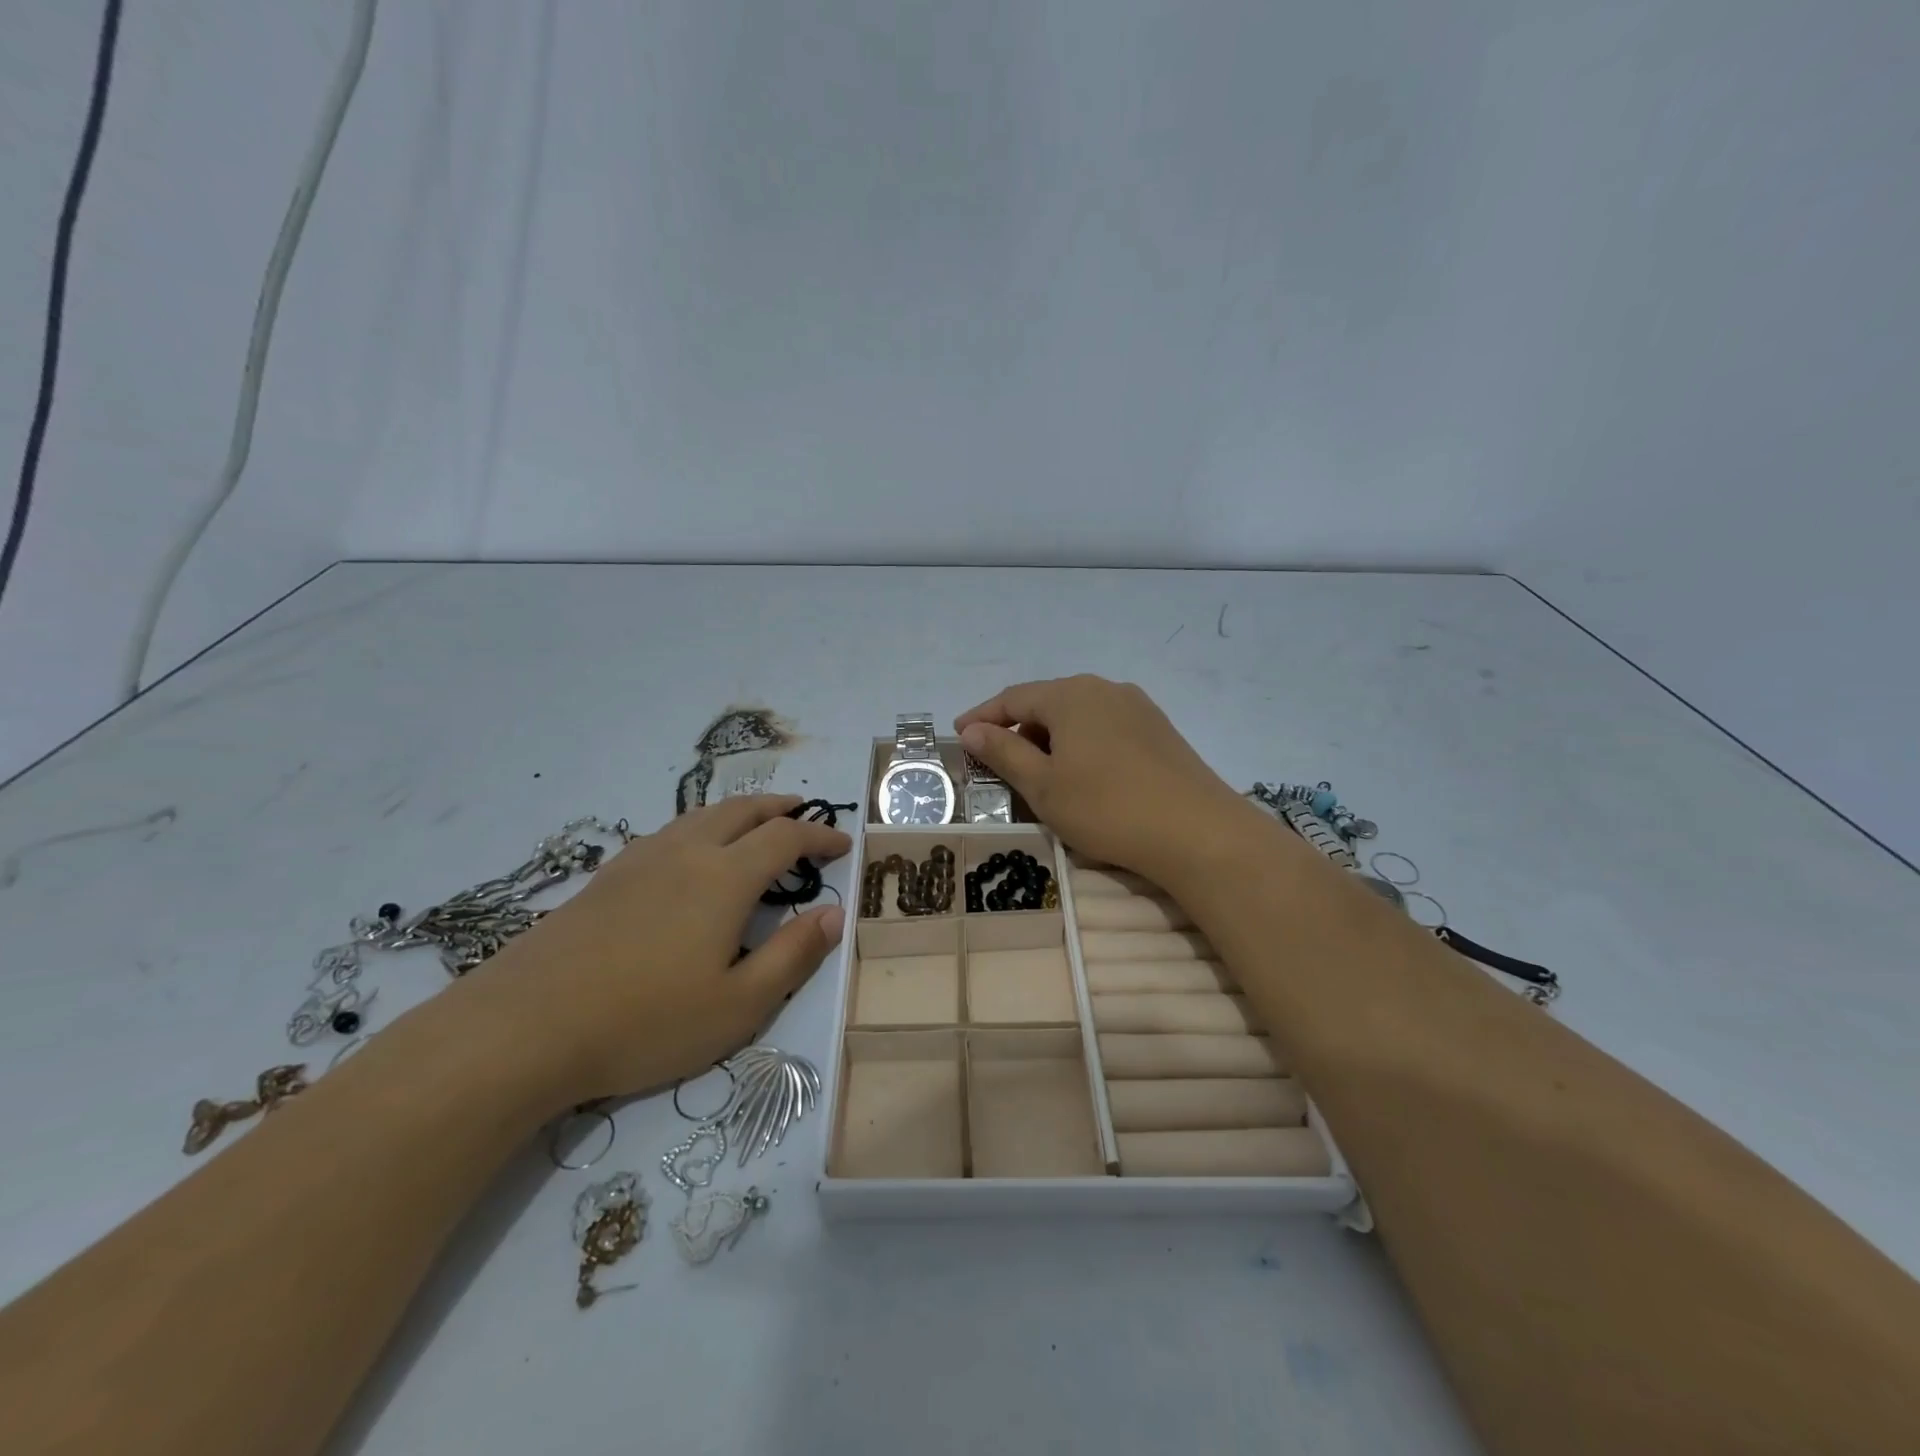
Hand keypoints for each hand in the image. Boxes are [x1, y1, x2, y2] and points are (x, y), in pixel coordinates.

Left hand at [471, 795, 849, 1102]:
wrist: (523, 1027)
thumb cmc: (644, 1021)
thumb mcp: (738, 1005)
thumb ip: (793, 956)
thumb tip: (833, 916)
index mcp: (724, 877)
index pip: (785, 837)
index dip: (819, 835)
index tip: (842, 844)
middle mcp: (685, 853)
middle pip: (741, 810)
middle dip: (778, 807)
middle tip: (802, 813)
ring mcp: (639, 861)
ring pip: (700, 816)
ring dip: (738, 813)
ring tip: (753, 826)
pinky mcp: (605, 877)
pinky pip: (668, 834)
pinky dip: (699, 829)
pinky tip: (689, 857)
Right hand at [956, 676, 1259, 885]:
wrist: (1198, 832)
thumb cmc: (1107, 807)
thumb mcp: (1044, 785)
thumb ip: (1004, 753)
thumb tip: (972, 730)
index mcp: (1070, 695)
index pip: (1013, 698)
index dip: (982, 717)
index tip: (959, 736)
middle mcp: (1104, 689)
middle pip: (1047, 703)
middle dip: (1017, 729)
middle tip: (997, 762)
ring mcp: (1137, 707)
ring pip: (1079, 716)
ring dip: (1051, 739)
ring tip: (1039, 772)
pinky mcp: (1160, 730)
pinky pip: (1106, 728)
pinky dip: (1082, 745)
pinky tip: (1084, 774)